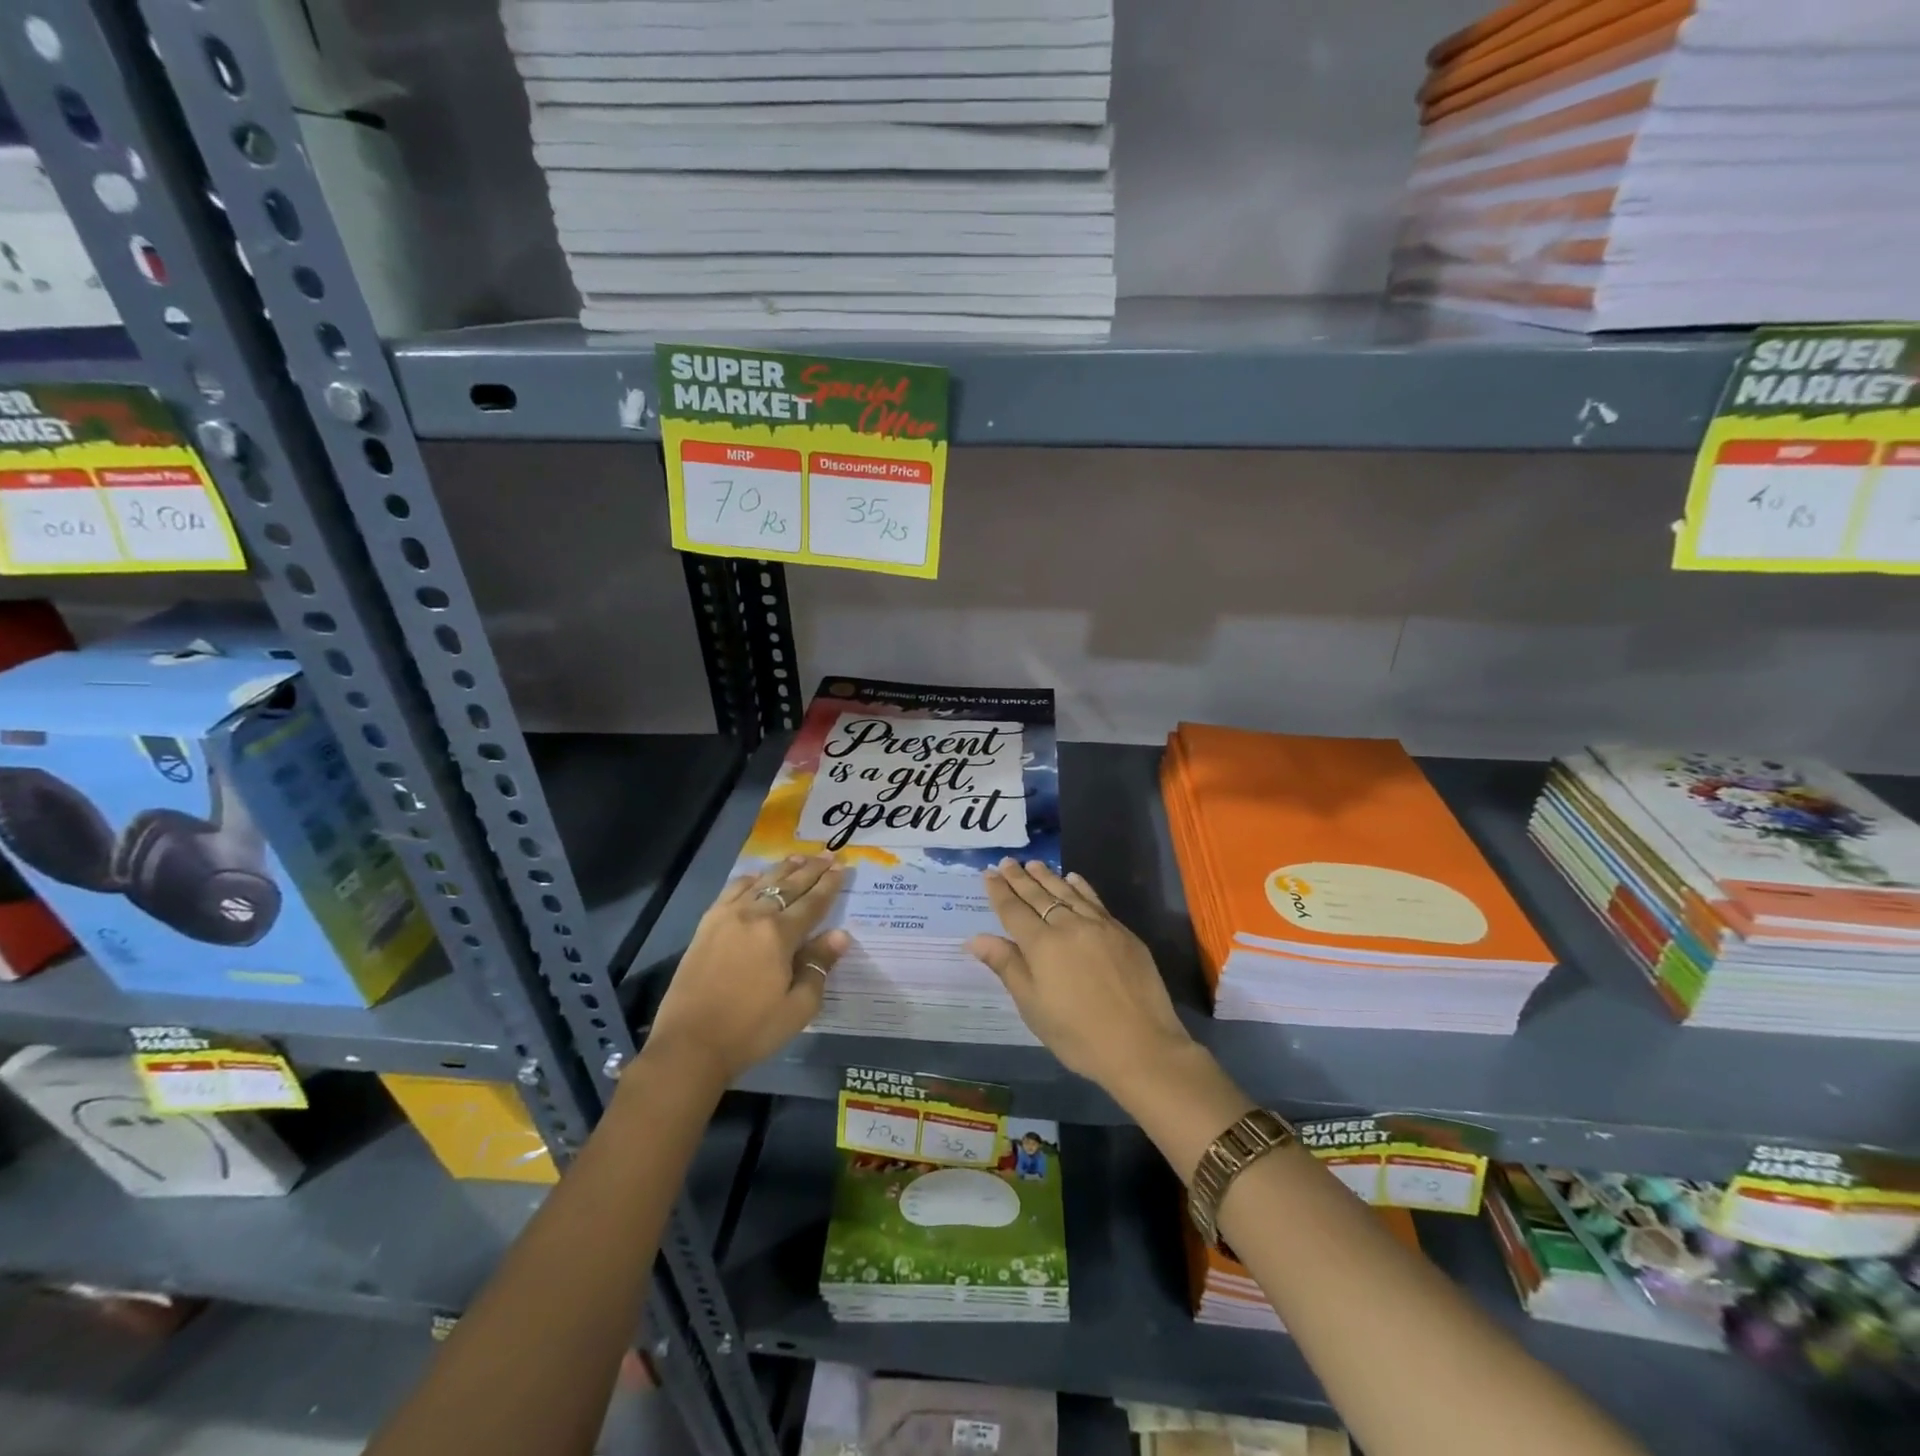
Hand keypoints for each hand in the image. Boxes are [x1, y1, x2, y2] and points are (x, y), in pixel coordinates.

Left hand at [645, 854, 850, 1086]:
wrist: (690, 1046)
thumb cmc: (750, 1031)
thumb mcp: (798, 1007)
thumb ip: (819, 966)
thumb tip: (840, 935)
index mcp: (779, 935)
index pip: (812, 902)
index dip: (829, 885)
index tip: (842, 867)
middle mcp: (754, 916)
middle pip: (788, 885)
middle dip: (811, 869)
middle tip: (828, 854)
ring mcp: (726, 917)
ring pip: (760, 883)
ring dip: (782, 869)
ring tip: (798, 857)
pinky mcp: (706, 926)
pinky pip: (731, 891)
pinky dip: (748, 879)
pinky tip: (756, 876)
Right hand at [966, 858, 1194, 1095]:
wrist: (1142, 1046)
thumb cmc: (1078, 1034)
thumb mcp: (1033, 1006)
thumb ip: (1007, 966)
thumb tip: (976, 938)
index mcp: (1042, 945)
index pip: (1013, 910)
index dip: (999, 891)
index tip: (988, 873)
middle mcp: (1068, 926)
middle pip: (1039, 896)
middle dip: (1020, 878)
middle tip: (1007, 861)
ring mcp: (1099, 926)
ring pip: (1067, 893)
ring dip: (1048, 877)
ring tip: (1034, 864)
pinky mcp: (1122, 933)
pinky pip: (1094, 900)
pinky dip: (1080, 887)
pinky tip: (1073, 879)